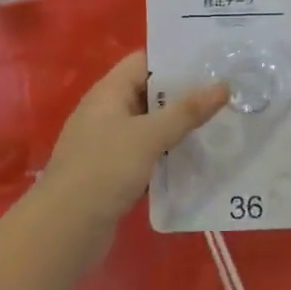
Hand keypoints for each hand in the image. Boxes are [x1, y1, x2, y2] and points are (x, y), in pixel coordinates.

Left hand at [36, 52, 228, 239]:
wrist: (65, 229)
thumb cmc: (104, 170)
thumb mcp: (149, 136)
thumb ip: (186, 111)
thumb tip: (223, 85)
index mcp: (108, 93)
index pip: (143, 62)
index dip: (174, 60)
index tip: (211, 63)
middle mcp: (107, 112)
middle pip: (149, 94)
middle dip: (184, 96)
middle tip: (226, 96)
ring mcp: (108, 144)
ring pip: (150, 127)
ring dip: (178, 129)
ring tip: (219, 127)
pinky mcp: (113, 173)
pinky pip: (146, 156)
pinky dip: (167, 157)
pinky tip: (196, 162)